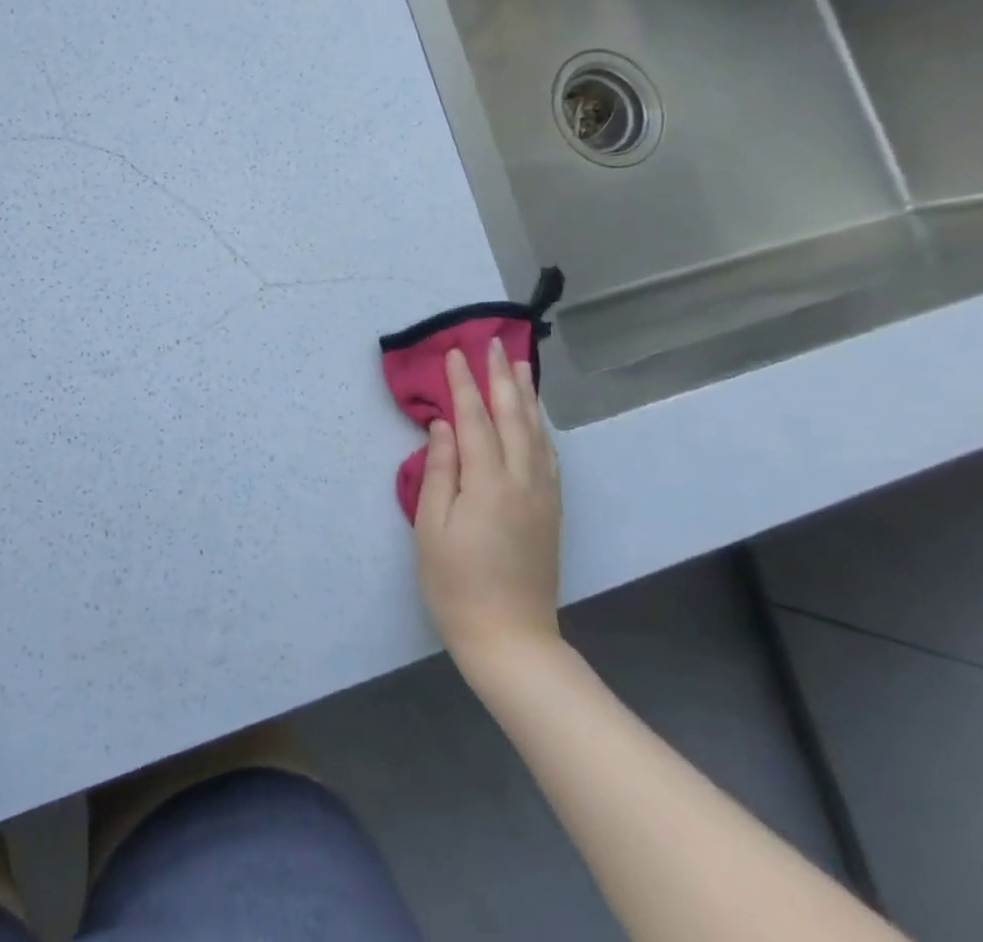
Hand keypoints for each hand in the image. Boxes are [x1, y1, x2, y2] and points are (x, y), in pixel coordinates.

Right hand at [413, 339, 562, 676]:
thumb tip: (443, 427)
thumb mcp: (431, 527)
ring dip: (527, 396)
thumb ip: (439, 471)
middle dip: (501, 378)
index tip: (454, 354)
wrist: (510, 638)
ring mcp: (542, 496)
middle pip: (512, 418)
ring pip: (536, 434)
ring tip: (521, 366)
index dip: (463, 385)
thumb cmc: (455, 583)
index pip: (474, 420)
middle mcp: (522, 482)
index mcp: (488, 484)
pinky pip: (548, 456)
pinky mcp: (551, 511)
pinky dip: (540, 428)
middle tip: (493, 344)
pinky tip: (535, 418)